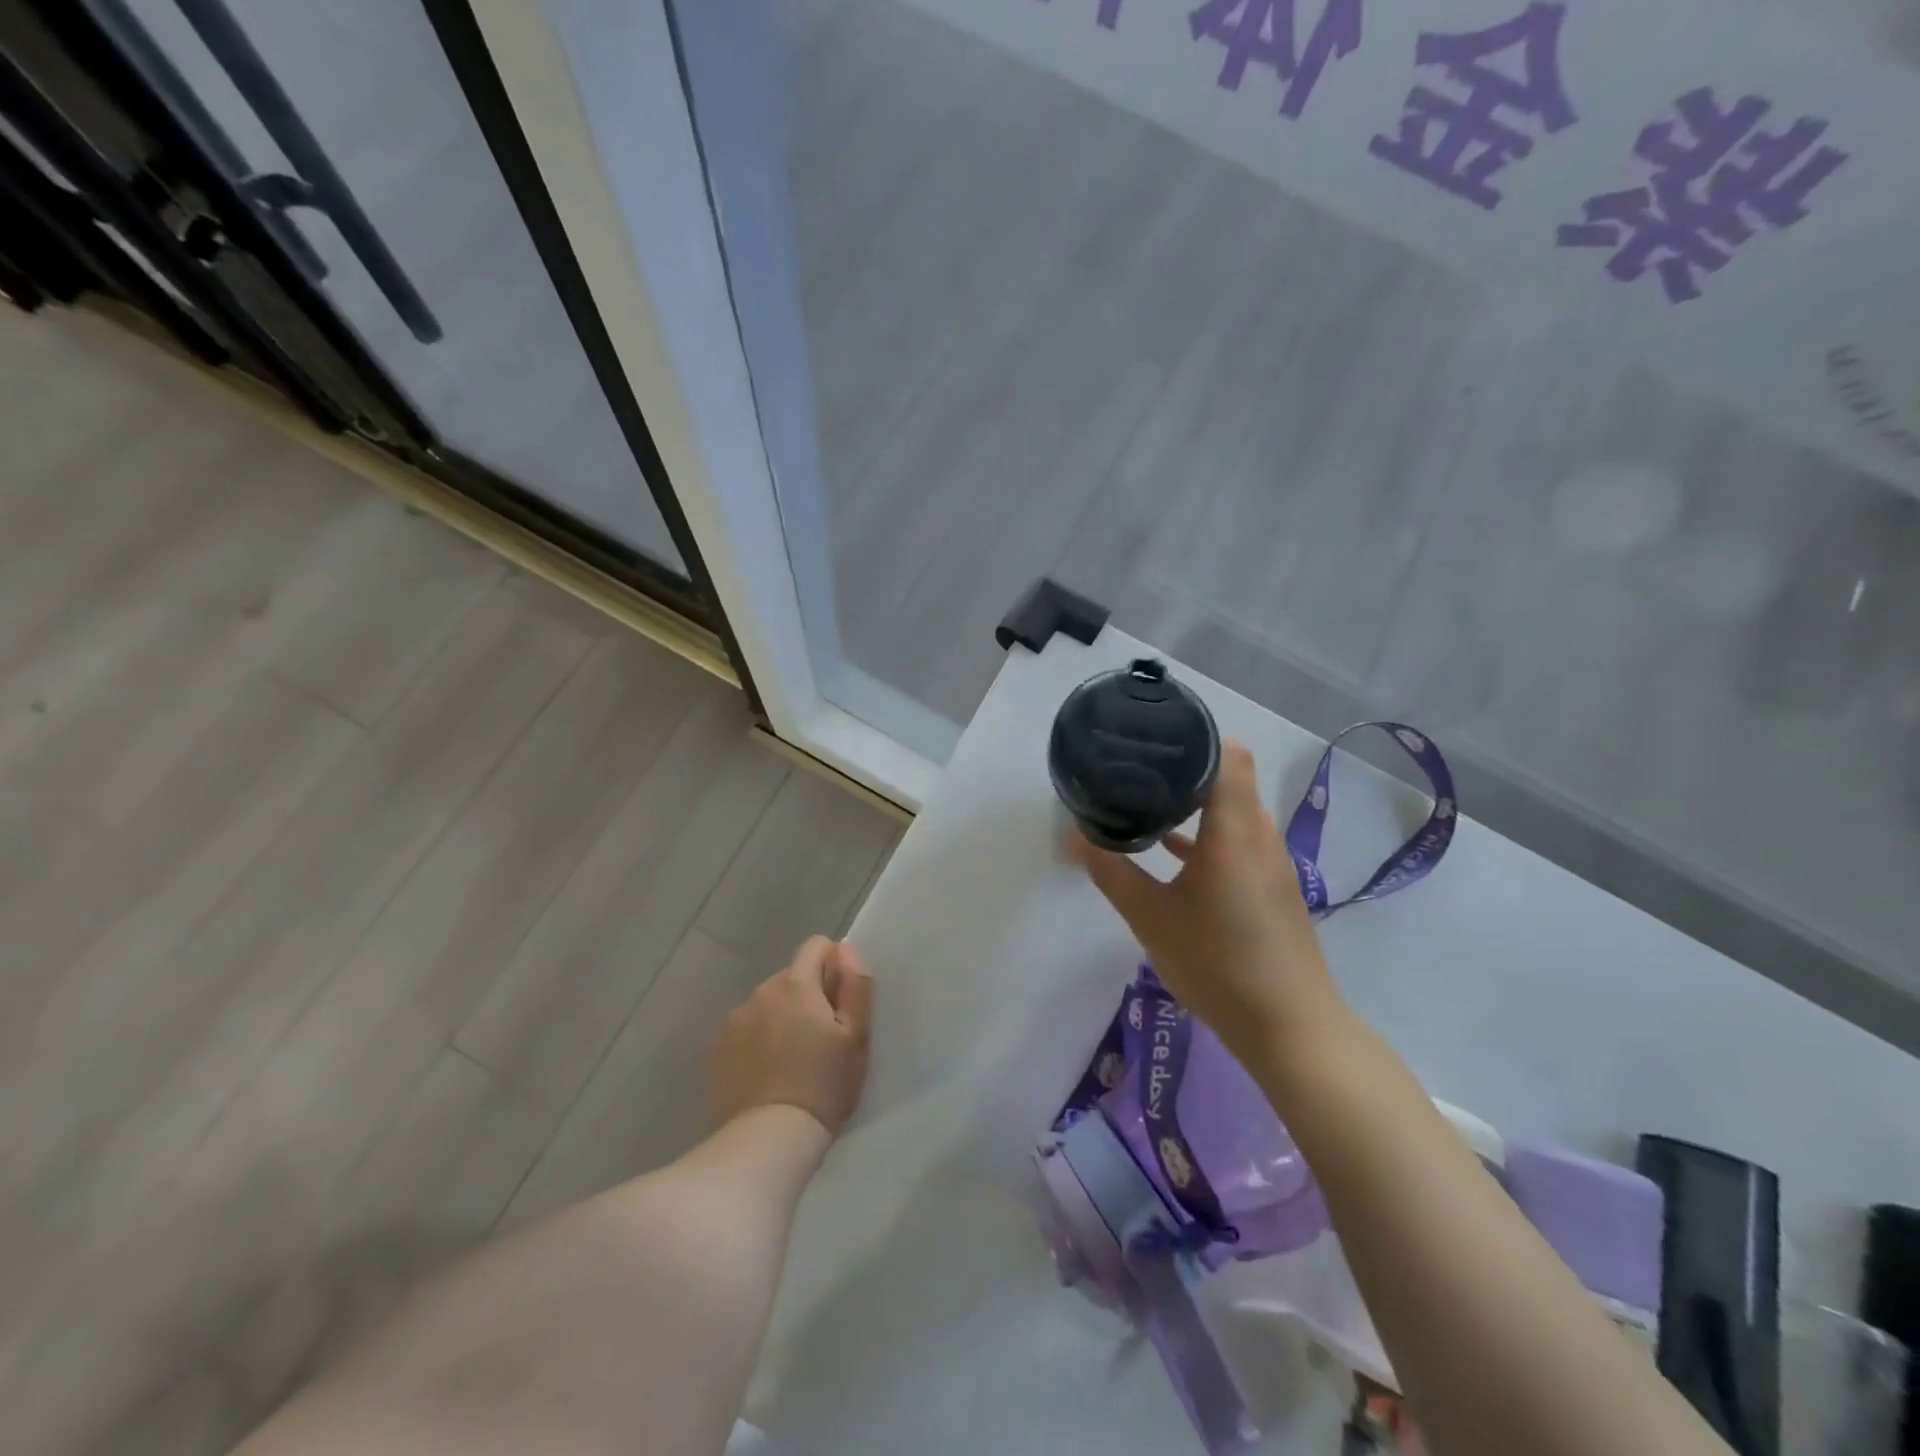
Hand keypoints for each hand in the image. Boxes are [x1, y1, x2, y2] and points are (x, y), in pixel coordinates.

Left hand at [708, 936, 873, 1135]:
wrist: (769, 1139)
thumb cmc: (824, 1085)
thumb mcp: (857, 1036)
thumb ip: (855, 984)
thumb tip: (844, 949)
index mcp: (797, 984)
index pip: (815, 946)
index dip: (832, 965)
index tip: (839, 999)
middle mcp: (760, 992)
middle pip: (789, 977)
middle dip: (805, 996)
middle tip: (818, 1038)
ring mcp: (732, 1021)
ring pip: (764, 1005)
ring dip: (778, 1018)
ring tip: (789, 1060)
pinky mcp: (714, 1050)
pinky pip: (742, 1031)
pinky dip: (754, 1042)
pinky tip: (764, 1074)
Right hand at [1066, 739, 1343, 1060]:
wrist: (1290, 1028)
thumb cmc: (1218, 963)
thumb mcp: (1151, 917)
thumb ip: (1111, 872)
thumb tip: (1074, 837)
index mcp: (1234, 830)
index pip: (1230, 755)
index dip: (1196, 738)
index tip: (1154, 740)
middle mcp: (1260, 835)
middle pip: (1229, 779)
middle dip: (1185, 769)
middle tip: (1136, 768)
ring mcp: (1271, 862)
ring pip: (1233, 811)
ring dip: (1196, 804)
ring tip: (1147, 801)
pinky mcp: (1272, 886)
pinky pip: (1238, 841)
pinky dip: (1208, 835)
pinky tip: (1171, 851)